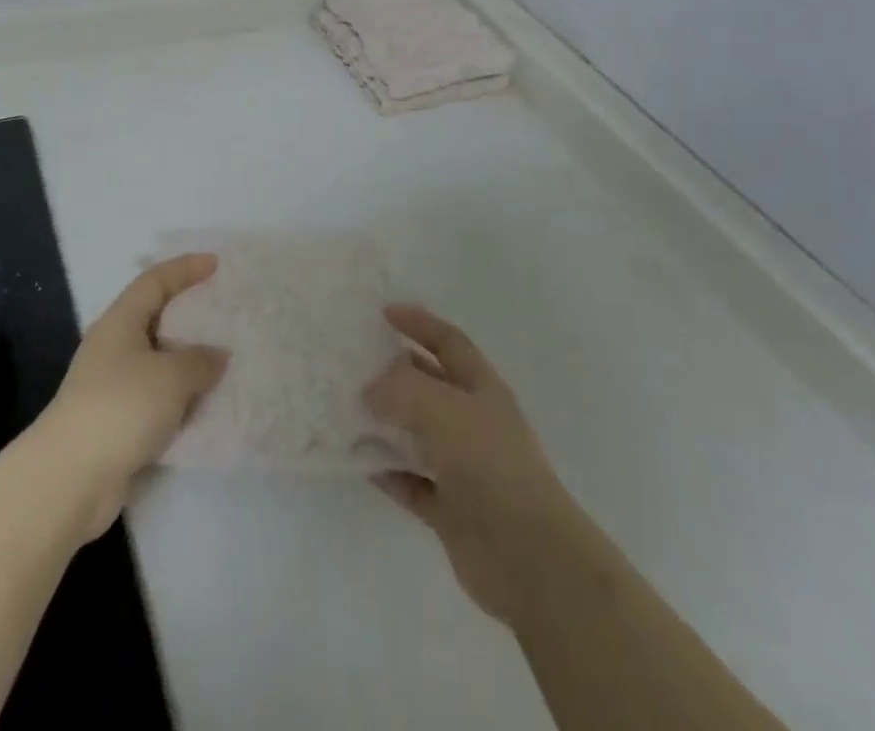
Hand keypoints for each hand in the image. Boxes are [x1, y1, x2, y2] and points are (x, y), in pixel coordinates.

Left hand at [35, 254, 228, 541]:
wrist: (70, 479)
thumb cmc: (121, 407)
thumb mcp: (171, 376)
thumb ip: (200, 360)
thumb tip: (217, 355)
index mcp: (120, 321)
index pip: (154, 281)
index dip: (185, 269)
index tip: (215, 264)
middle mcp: (112, 347)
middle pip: (155, 319)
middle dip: (188, 316)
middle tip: (222, 314)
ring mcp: (111, 386)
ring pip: (157, 362)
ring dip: (187, 363)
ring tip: (223, 363)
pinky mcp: (115, 423)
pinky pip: (156, 398)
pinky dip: (179, 399)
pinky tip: (204, 408)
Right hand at [364, 304, 581, 629]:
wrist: (531, 559)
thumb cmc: (492, 466)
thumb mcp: (445, 410)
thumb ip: (402, 390)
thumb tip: (369, 389)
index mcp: (482, 389)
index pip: (448, 342)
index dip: (419, 323)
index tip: (384, 313)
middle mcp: (473, 422)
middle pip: (428, 386)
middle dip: (393, 372)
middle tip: (351, 363)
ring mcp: (462, 467)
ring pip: (415, 434)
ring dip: (383, 423)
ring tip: (343, 409)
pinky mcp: (450, 510)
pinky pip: (410, 481)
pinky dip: (386, 471)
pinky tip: (356, 461)